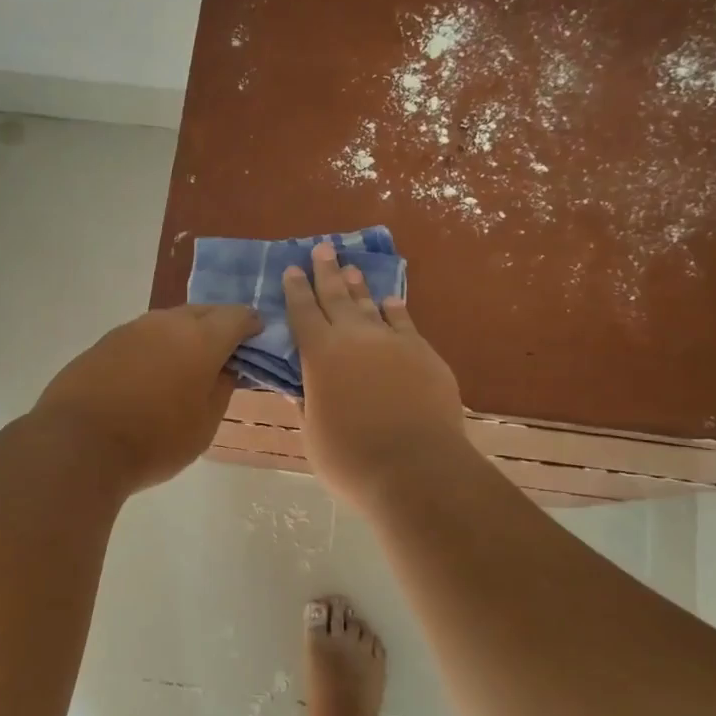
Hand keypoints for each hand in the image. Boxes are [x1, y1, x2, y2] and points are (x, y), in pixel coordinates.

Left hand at [34, 303, 259, 492]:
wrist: (78, 445)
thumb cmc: (154, 440)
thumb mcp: (204, 425)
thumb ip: (221, 389)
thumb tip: (225, 368)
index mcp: (201, 339)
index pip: (237, 316)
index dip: (252, 325)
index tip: (257, 339)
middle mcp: (167, 323)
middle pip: (203, 312)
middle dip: (219, 326)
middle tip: (225, 351)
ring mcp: (131, 329)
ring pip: (169, 322)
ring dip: (184, 335)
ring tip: (187, 363)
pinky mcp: (104, 343)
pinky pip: (142, 337)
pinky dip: (155, 348)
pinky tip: (150, 374)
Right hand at [283, 242, 467, 509]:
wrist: (416, 468)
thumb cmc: (352, 460)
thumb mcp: (314, 434)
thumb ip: (308, 404)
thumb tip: (302, 387)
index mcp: (320, 356)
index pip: (303, 313)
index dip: (295, 290)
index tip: (291, 269)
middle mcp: (355, 338)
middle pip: (337, 296)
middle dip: (326, 272)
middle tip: (322, 248)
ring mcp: (393, 342)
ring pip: (371, 304)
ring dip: (359, 286)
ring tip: (351, 268)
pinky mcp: (424, 353)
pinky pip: (405, 322)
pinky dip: (395, 309)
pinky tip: (391, 301)